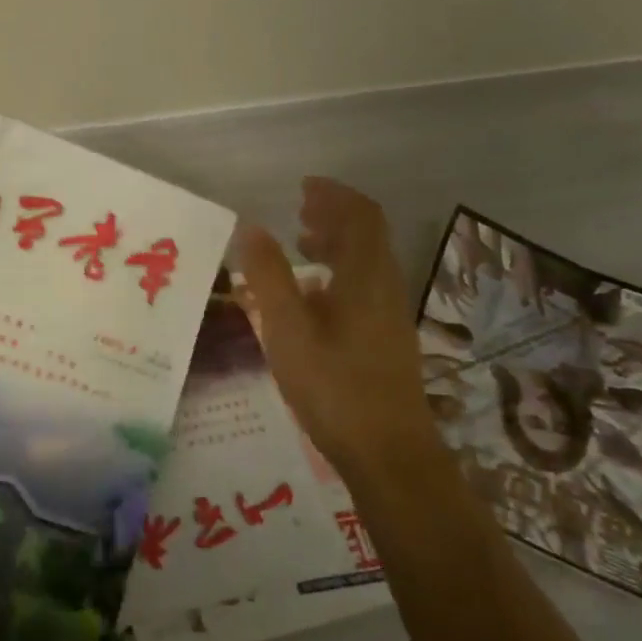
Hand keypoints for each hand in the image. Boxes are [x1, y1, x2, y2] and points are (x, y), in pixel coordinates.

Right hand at [236, 178, 431, 475]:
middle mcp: (384, 288)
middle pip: (367, 237)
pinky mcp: (385, 339)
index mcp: (365, 278)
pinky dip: (338, 273)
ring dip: (337, 244)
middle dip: (334, 216)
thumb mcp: (288, 329)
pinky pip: (364, 287)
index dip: (334, 195)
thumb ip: (269, 276)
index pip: (360, 217)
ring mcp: (388, 316)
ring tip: (301, 245)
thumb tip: (252, 227)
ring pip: (367, 263)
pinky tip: (311, 297)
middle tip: (298, 210)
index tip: (303, 186)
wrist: (389, 454)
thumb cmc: (334, 386)